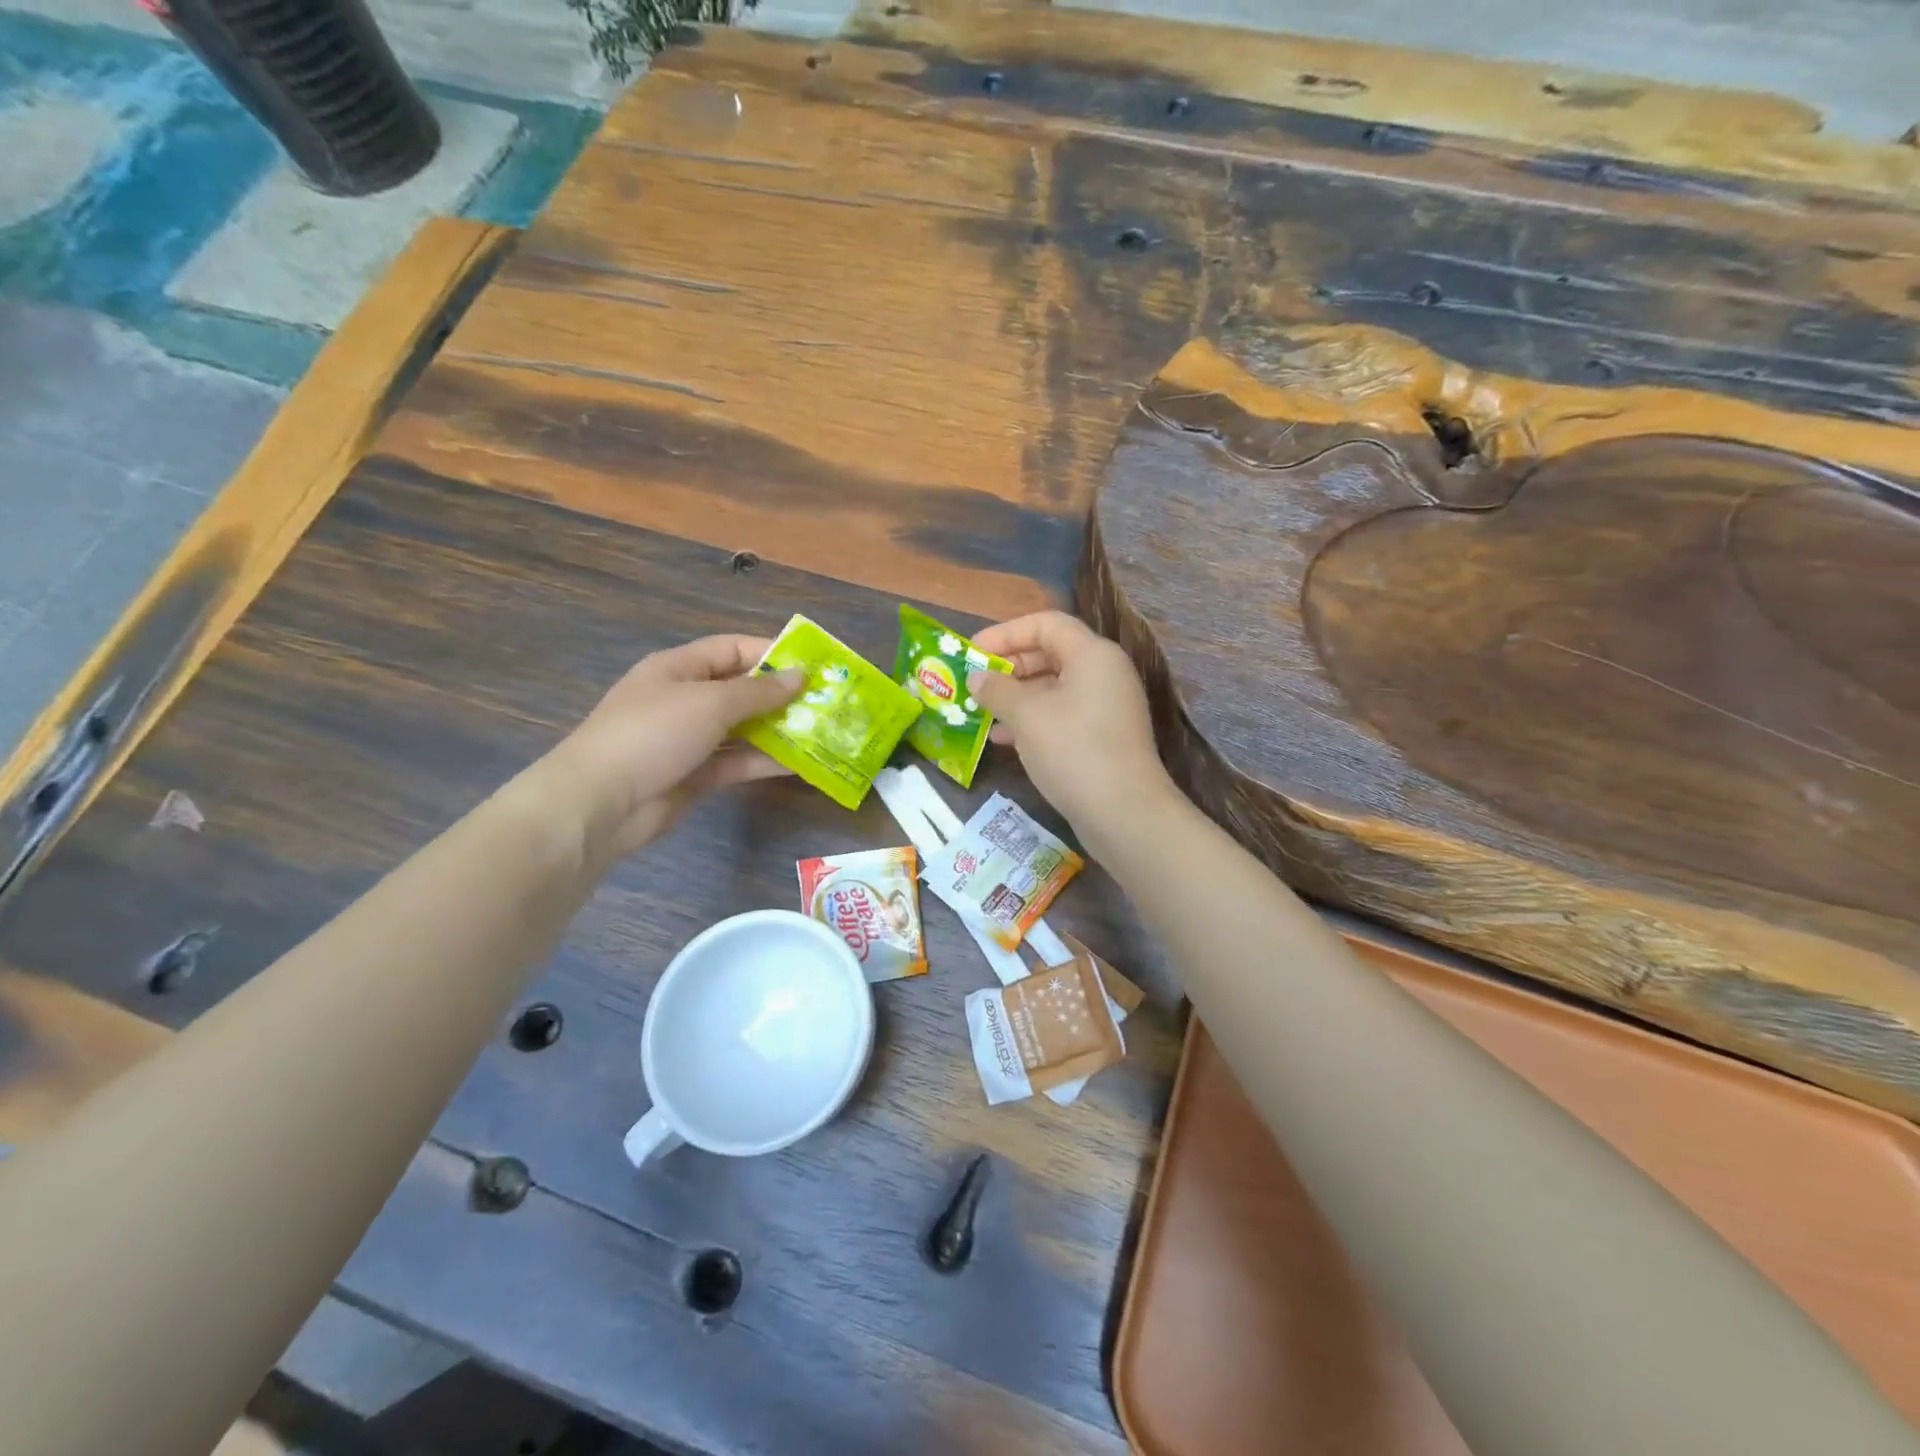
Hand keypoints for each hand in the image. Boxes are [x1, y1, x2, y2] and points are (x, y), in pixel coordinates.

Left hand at [543, 635, 802, 858]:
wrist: (602, 803)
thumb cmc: (653, 733)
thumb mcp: (710, 703)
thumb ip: (759, 691)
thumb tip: (800, 676)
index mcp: (679, 668)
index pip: (732, 649)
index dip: (772, 653)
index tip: (812, 665)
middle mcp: (685, 699)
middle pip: (741, 690)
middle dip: (781, 696)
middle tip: (825, 702)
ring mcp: (689, 739)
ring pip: (742, 729)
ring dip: (778, 730)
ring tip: (821, 733)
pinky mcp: (695, 774)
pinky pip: (737, 761)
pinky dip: (764, 761)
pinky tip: (800, 764)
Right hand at [968, 611, 1173, 838]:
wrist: (1124, 813)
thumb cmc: (1073, 750)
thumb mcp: (1027, 715)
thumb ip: (997, 689)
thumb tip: (977, 677)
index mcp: (1092, 654)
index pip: (1046, 624)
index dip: (1006, 633)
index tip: (972, 652)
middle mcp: (1104, 673)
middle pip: (1050, 654)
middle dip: (1009, 667)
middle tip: (974, 683)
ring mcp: (1106, 707)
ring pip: (1053, 688)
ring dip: (1016, 697)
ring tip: (981, 712)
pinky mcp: (1103, 737)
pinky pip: (1061, 715)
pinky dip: (1032, 720)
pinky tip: (1003, 738)